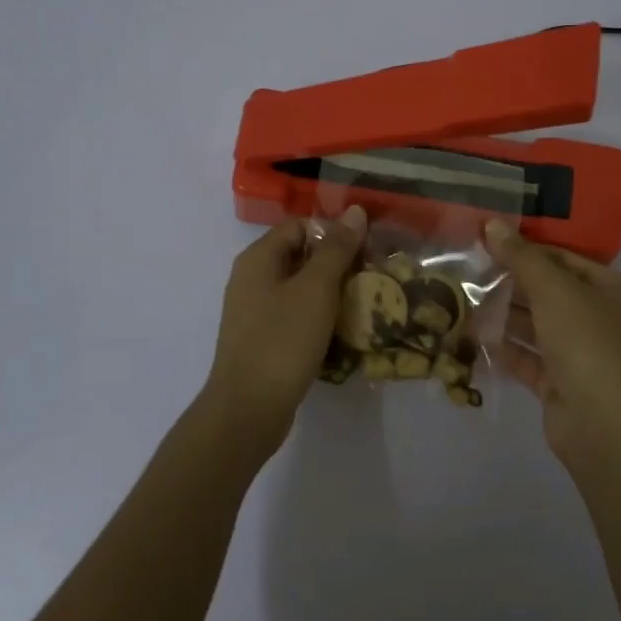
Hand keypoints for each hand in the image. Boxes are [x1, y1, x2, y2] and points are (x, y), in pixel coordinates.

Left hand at [201, 205, 366, 460]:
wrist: (248, 409)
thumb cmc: (283, 340)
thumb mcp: (316, 289)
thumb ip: (336, 248)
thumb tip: (355, 211)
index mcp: (259, 258)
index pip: (300, 226)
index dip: (334, 232)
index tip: (366, 252)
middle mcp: (252, 278)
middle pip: (301, 256)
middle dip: (338, 264)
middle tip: (372, 279)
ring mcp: (255, 311)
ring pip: (300, 289)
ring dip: (332, 293)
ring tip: (364, 305)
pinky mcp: (263, 340)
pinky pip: (295, 316)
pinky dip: (319, 318)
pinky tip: (342, 333)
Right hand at [485, 219, 620, 457]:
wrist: (604, 424)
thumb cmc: (586, 342)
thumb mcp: (553, 290)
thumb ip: (521, 257)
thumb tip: (493, 224)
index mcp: (611, 290)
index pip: (565, 259)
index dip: (528, 249)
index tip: (488, 243)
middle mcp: (601, 319)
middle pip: (550, 292)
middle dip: (511, 283)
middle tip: (470, 271)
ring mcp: (582, 354)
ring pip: (538, 327)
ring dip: (505, 316)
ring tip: (465, 301)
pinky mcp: (562, 384)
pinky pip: (530, 359)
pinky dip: (507, 349)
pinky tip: (476, 338)